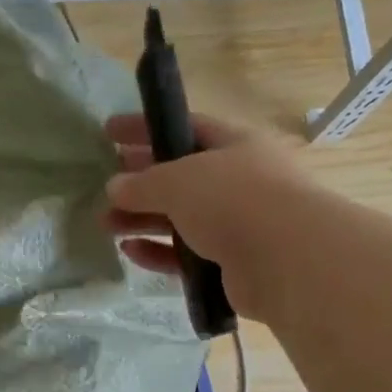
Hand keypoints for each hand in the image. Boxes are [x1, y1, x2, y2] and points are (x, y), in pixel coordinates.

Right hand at [103, 114, 303, 325]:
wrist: (286, 260)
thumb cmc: (234, 200)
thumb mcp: (178, 180)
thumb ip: (142, 182)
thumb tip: (114, 186)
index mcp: (236, 145)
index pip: (185, 127)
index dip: (146, 128)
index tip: (109, 132)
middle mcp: (239, 181)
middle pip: (181, 176)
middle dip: (141, 180)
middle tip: (105, 186)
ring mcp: (238, 224)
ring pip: (181, 218)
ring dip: (142, 219)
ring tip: (106, 224)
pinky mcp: (231, 264)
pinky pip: (186, 254)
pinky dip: (158, 252)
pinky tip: (129, 251)